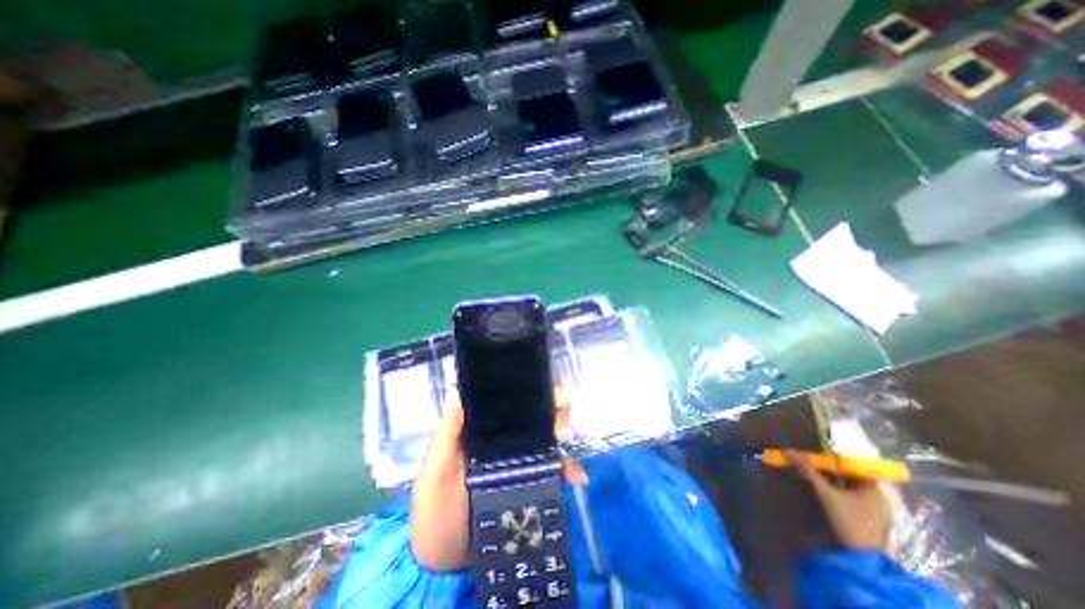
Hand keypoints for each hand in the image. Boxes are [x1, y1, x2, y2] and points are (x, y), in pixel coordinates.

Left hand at [410, 390, 583, 569]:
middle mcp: (504, 438)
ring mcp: (519, 459)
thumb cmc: (435, 510)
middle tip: (561, 427)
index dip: (528, 390)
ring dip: (563, 433)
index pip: (508, 399)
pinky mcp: (531, 481)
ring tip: (567, 442)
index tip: (544, 395)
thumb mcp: (435, 471)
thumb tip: (457, 391)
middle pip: (534, 412)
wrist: (446, 562)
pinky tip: (577, 477)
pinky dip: (568, 469)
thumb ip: (446, 437)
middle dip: (554, 409)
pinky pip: (554, 468)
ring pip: (547, 435)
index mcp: (483, 428)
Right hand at [786, 447, 894, 551]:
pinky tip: (828, 491)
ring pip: (853, 486)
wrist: (865, 558)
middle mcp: (880, 495)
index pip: (852, 463)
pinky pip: (855, 497)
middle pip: (852, 474)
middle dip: (831, 468)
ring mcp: (879, 508)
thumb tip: (788, 450)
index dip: (832, 457)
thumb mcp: (825, 493)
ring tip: (816, 475)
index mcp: (874, 486)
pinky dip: (841, 490)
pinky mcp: (873, 519)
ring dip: (834, 479)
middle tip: (812, 464)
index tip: (815, 456)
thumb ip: (808, 471)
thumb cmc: (849, 520)